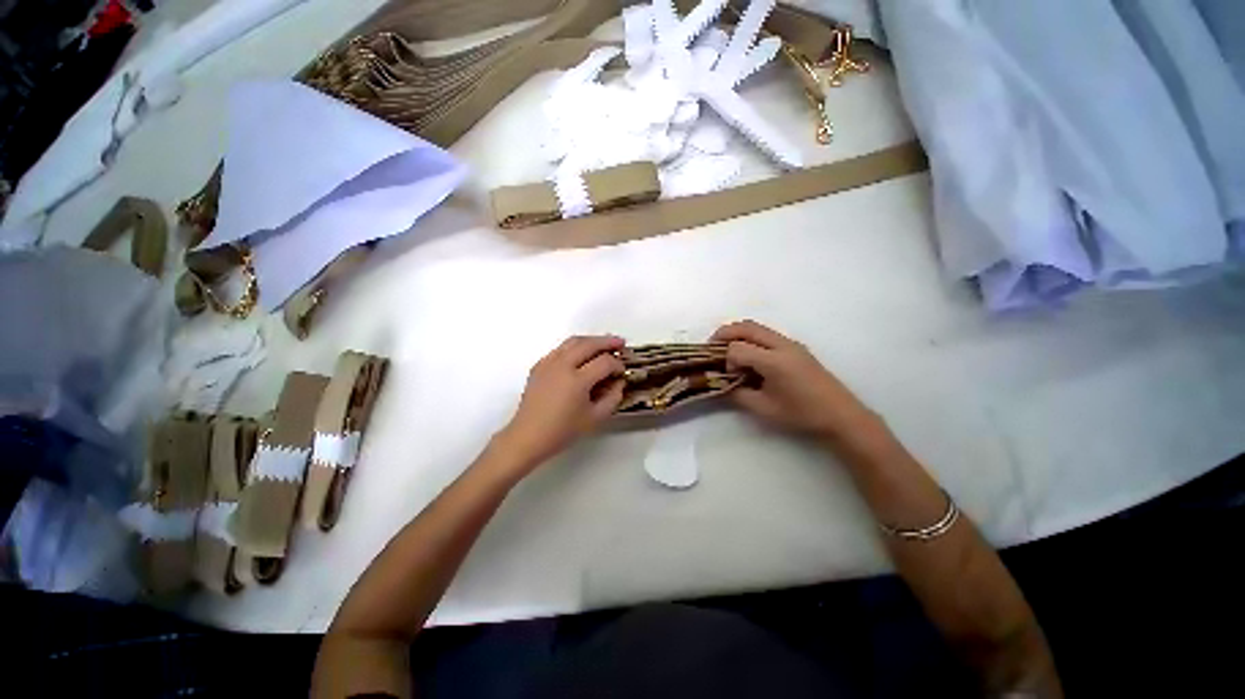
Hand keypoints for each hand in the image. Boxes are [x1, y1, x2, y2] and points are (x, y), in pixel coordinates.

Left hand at [493, 335, 625, 474]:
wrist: (528, 436)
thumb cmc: (562, 431)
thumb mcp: (595, 418)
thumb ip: (613, 398)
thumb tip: (619, 382)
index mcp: (577, 380)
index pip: (604, 362)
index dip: (617, 364)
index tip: (622, 372)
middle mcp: (562, 366)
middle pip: (589, 344)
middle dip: (607, 342)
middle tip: (620, 343)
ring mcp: (548, 363)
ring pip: (573, 341)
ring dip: (591, 340)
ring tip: (603, 343)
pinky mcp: (539, 366)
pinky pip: (560, 349)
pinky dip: (575, 346)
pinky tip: (581, 354)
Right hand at [712, 320, 878, 441]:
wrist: (841, 414)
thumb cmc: (802, 414)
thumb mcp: (764, 409)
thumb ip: (739, 395)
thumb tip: (723, 385)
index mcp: (774, 360)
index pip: (738, 348)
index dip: (726, 359)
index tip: (726, 375)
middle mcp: (782, 345)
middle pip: (746, 327)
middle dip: (725, 333)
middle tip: (711, 346)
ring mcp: (791, 343)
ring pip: (757, 327)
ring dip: (738, 334)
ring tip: (727, 349)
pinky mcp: (796, 347)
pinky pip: (766, 334)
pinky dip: (750, 338)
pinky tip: (749, 356)